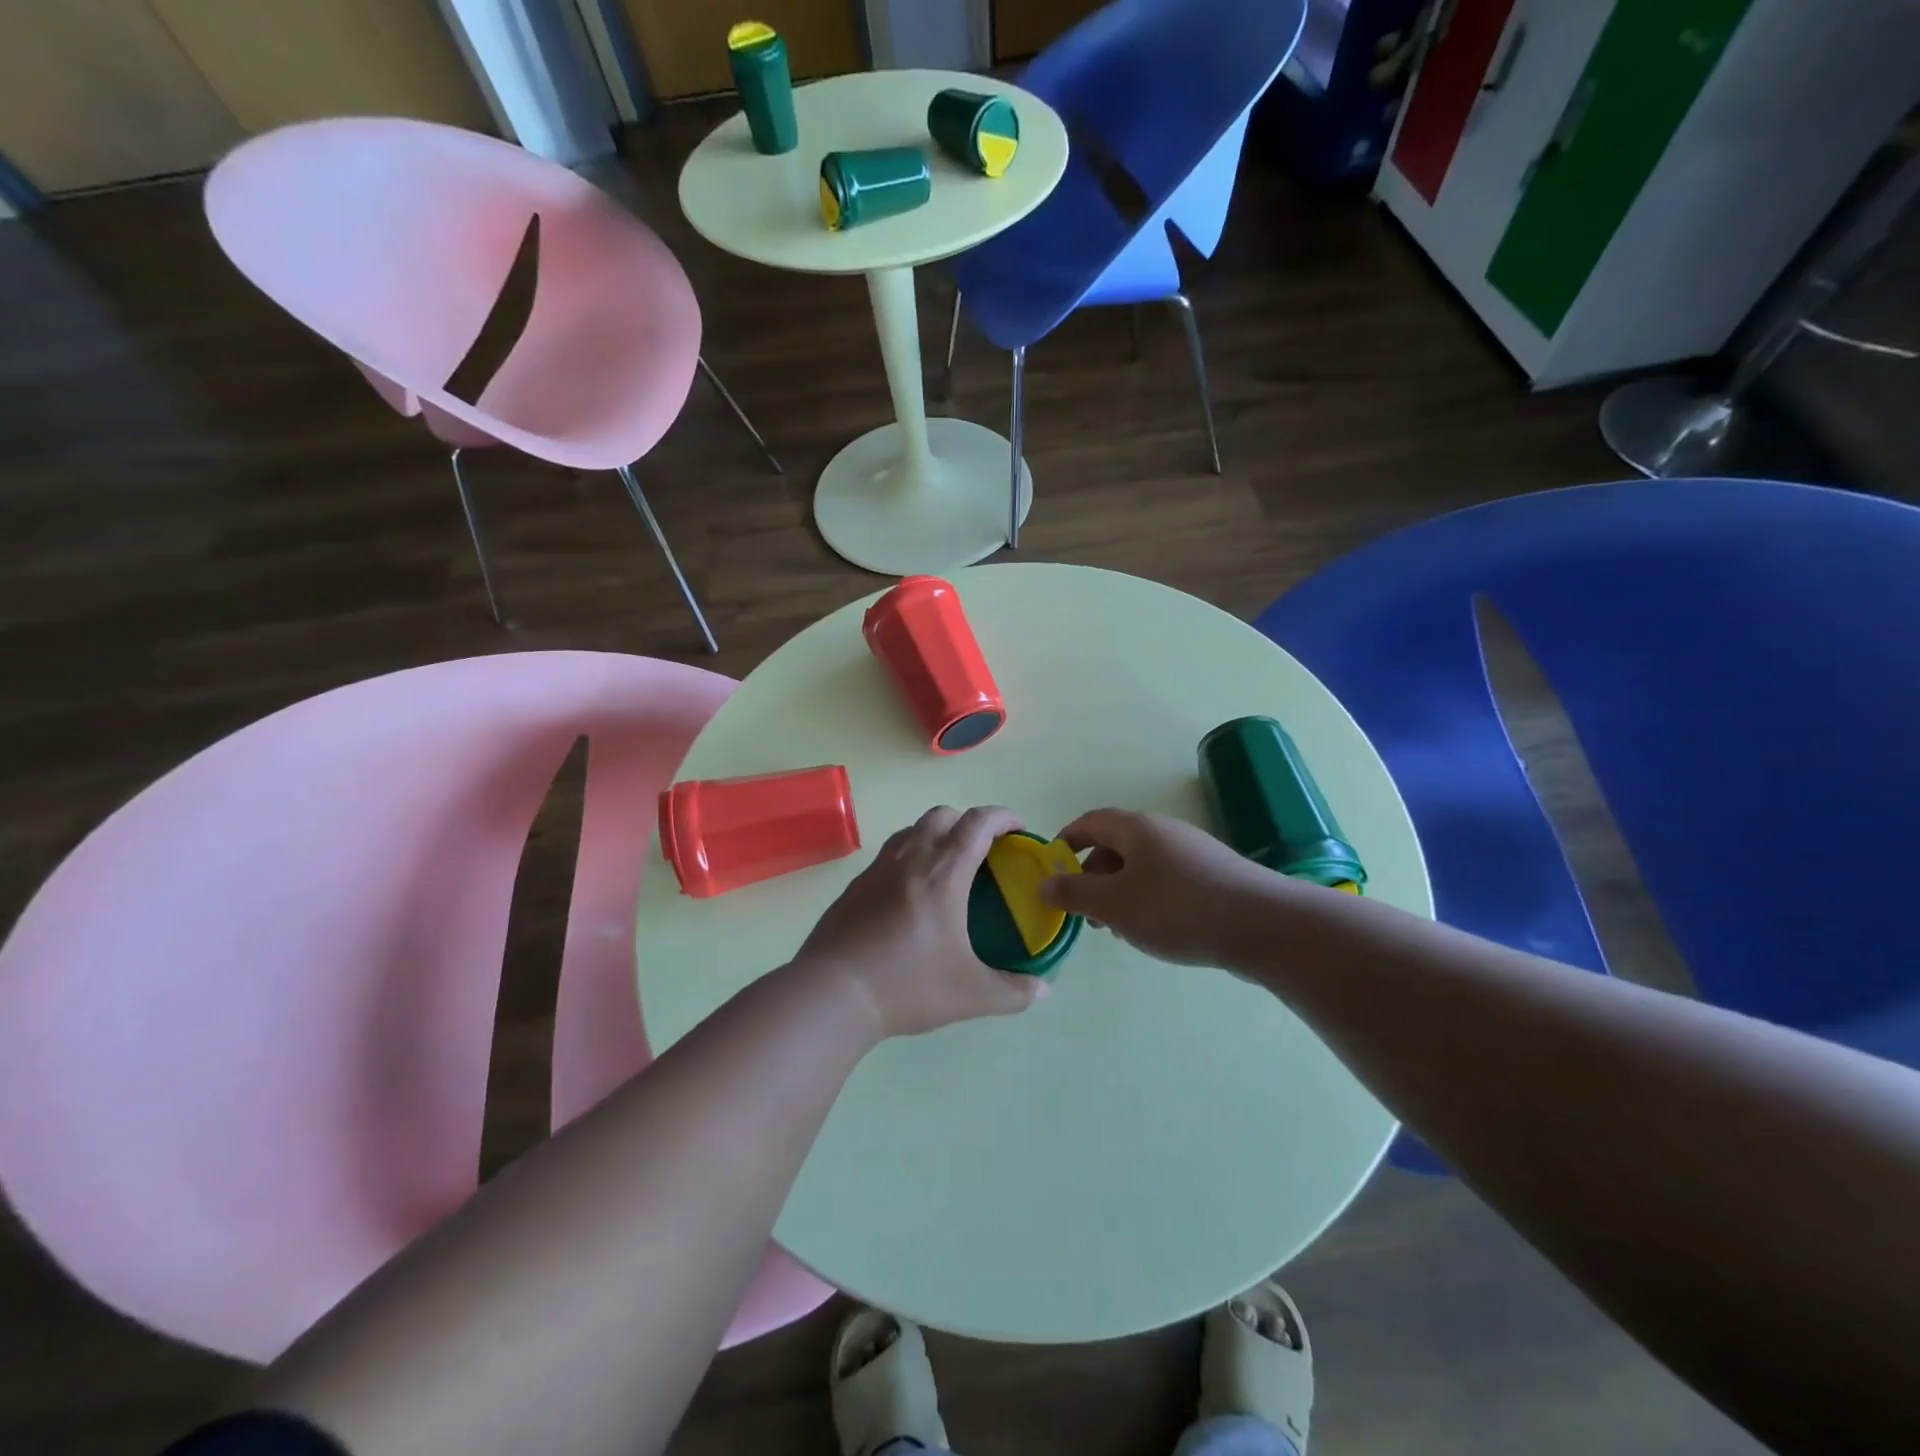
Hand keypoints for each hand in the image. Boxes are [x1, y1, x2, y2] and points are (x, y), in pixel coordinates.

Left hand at [797, 805, 1045, 1038]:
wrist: (833, 993)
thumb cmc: (908, 986)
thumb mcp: (971, 995)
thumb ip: (1014, 992)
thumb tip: (1045, 991)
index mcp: (943, 874)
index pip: (978, 824)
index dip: (1002, 817)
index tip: (1018, 827)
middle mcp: (910, 859)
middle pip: (942, 815)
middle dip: (968, 821)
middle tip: (984, 848)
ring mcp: (877, 869)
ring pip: (911, 830)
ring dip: (935, 835)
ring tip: (947, 866)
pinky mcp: (854, 886)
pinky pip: (888, 855)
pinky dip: (908, 857)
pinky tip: (909, 894)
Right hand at [1040, 808, 1277, 966]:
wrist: (1263, 925)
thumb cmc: (1177, 909)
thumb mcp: (1114, 904)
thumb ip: (1074, 893)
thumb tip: (1044, 883)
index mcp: (1136, 828)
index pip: (1090, 821)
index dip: (1066, 841)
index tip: (1052, 868)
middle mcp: (1164, 830)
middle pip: (1116, 844)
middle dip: (1092, 875)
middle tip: (1084, 911)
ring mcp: (1192, 851)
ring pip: (1142, 866)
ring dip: (1120, 891)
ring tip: (1117, 928)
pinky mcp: (1213, 875)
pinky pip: (1167, 879)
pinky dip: (1148, 898)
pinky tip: (1154, 930)